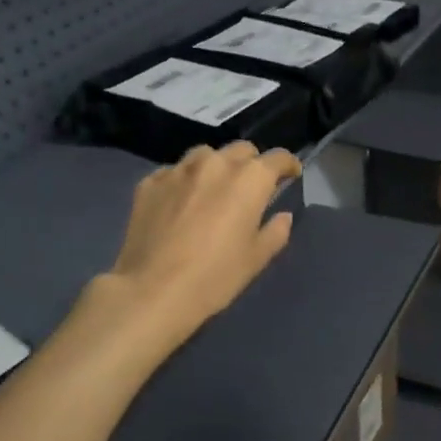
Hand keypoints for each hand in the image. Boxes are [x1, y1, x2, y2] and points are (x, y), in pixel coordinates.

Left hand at [103, 142, 301, 344]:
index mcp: (249, 179)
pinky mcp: (150, 182)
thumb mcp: (256, 259)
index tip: (291, 176)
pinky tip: (181, 203)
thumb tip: (282, 216)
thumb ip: (276, 231)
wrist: (153, 291)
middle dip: (252, 164)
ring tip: (214, 190)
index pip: (278, 157)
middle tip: (251, 188)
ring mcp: (179, 170)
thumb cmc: (215, 277)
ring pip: (205, 154)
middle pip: (242, 150)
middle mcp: (215, 163)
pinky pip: (174, 172)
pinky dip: (185, 181)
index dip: (288, 165)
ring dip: (217, 167)